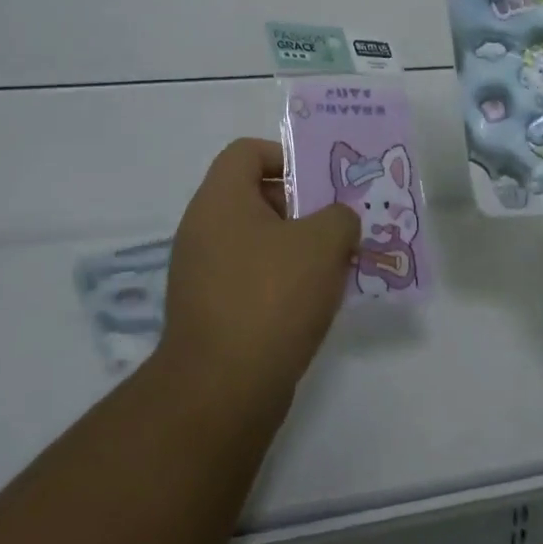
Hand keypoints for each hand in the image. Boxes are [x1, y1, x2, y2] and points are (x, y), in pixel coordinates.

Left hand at [157, 139, 359, 408]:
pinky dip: (282, 282)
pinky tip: (314, 303)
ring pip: (257, 241)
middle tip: (339, 226)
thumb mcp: (322, 243)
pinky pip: (251, 278)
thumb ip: (340, 217)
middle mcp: (203, 229)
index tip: (320, 183)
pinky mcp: (210, 312)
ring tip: (336, 266)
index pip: (247, 151)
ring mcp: (202, 273)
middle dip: (302, 207)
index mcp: (220, 200)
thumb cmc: (271, 297)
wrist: (221, 392)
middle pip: (255, 196)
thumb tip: (338, 221)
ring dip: (297, 248)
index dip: (285, 156)